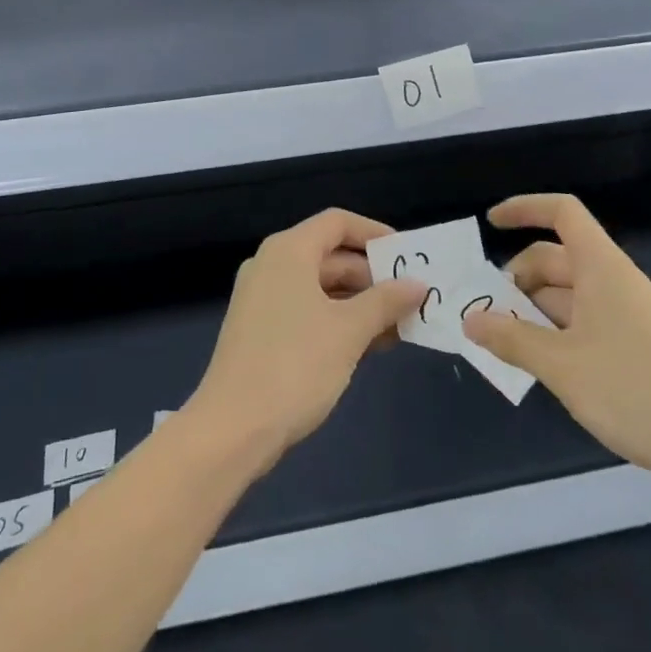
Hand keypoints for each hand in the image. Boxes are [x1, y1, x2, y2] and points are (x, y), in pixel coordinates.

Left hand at [188, 209, 425, 470]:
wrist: (232, 429)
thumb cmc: (295, 366)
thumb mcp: (349, 331)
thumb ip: (386, 301)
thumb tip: (417, 284)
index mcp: (289, 251)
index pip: (337, 222)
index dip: (374, 233)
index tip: (407, 255)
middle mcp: (272, 265)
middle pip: (330, 255)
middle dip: (373, 276)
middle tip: (411, 299)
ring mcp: (262, 299)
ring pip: (320, 287)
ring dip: (360, 303)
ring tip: (400, 326)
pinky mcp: (259, 330)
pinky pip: (307, 311)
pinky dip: (337, 321)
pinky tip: (369, 346)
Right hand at [461, 194, 650, 493]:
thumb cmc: (633, 390)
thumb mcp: (560, 365)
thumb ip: (511, 338)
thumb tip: (469, 320)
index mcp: (601, 267)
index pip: (562, 213)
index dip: (525, 208)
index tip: (491, 223)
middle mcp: (613, 281)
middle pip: (556, 258)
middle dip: (517, 278)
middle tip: (485, 311)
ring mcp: (625, 314)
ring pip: (566, 294)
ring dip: (531, 309)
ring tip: (501, 341)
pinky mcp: (633, 345)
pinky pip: (581, 321)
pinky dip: (552, 331)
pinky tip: (535, 362)